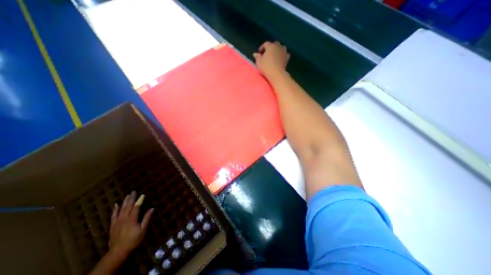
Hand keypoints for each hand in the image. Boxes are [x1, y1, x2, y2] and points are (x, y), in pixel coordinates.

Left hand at [109, 192, 152, 256]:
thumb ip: (147, 219)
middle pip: (128, 206)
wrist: (118, 252)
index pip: (136, 207)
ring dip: (125, 202)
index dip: (139, 200)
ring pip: (121, 209)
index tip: (142, 195)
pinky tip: (116, 205)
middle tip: (133, 191)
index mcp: (132, 219)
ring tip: (127, 195)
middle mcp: (124, 218)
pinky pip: (113, 215)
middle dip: (131, 198)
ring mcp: (117, 222)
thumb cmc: (133, 240)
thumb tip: (152, 209)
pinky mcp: (113, 225)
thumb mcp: (142, 230)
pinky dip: (115, 209)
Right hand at [255, 41, 287, 79]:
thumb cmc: (266, 67)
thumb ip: (257, 57)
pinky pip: (286, 54)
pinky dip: (283, 55)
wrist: (276, 74)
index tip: (260, 52)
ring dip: (278, 50)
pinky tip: (281, 58)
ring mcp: (283, 52)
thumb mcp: (259, 62)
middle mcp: (277, 47)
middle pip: (274, 44)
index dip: (262, 47)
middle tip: (267, 53)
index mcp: (270, 46)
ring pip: (281, 47)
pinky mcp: (287, 58)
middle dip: (271, 47)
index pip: (266, 44)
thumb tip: (255, 54)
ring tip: (275, 55)